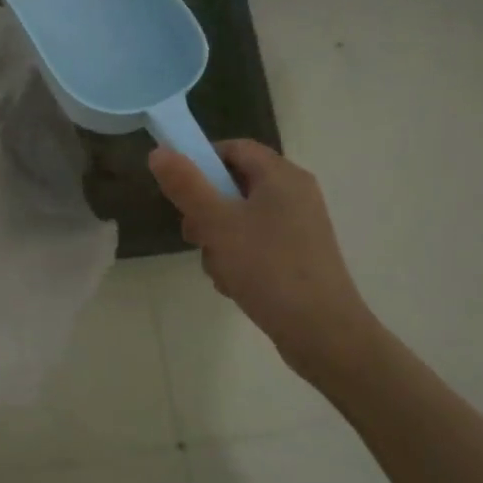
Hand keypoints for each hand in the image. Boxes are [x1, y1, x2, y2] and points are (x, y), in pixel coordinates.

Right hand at [149, 139, 382, 388]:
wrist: (323, 334)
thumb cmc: (269, 269)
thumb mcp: (217, 224)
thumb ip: (186, 185)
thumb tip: (158, 151)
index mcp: (282, 176)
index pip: (234, 148)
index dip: (202, 160)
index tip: (179, 189)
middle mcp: (294, 194)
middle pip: (234, 184)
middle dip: (206, 209)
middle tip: (193, 236)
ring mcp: (298, 227)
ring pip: (240, 218)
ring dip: (218, 240)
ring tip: (218, 268)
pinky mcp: (298, 256)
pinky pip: (256, 243)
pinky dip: (238, 258)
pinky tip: (234, 283)